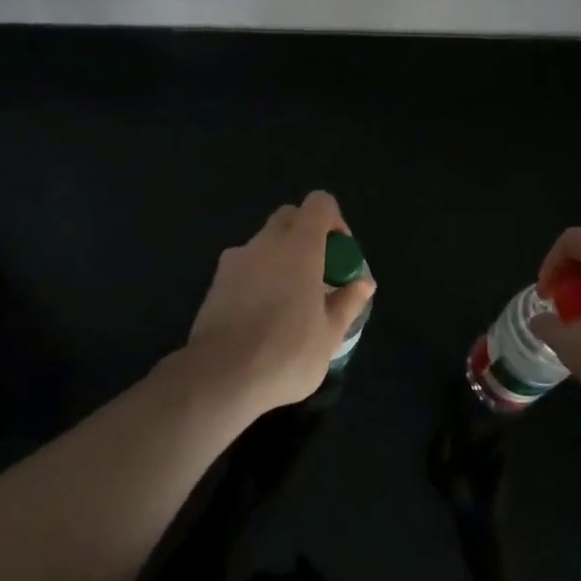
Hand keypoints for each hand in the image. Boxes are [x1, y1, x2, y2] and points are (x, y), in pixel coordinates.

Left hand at [185, 191, 374, 415]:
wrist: (221, 376)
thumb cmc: (287, 353)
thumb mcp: (330, 335)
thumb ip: (348, 302)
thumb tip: (364, 282)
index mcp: (300, 245)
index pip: (319, 203)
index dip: (334, 220)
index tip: (340, 253)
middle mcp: (266, 241)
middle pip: (290, 217)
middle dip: (306, 235)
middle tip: (318, 275)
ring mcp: (236, 258)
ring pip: (264, 241)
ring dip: (280, 257)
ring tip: (288, 301)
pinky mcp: (216, 280)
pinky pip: (245, 265)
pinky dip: (258, 277)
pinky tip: (261, 315)